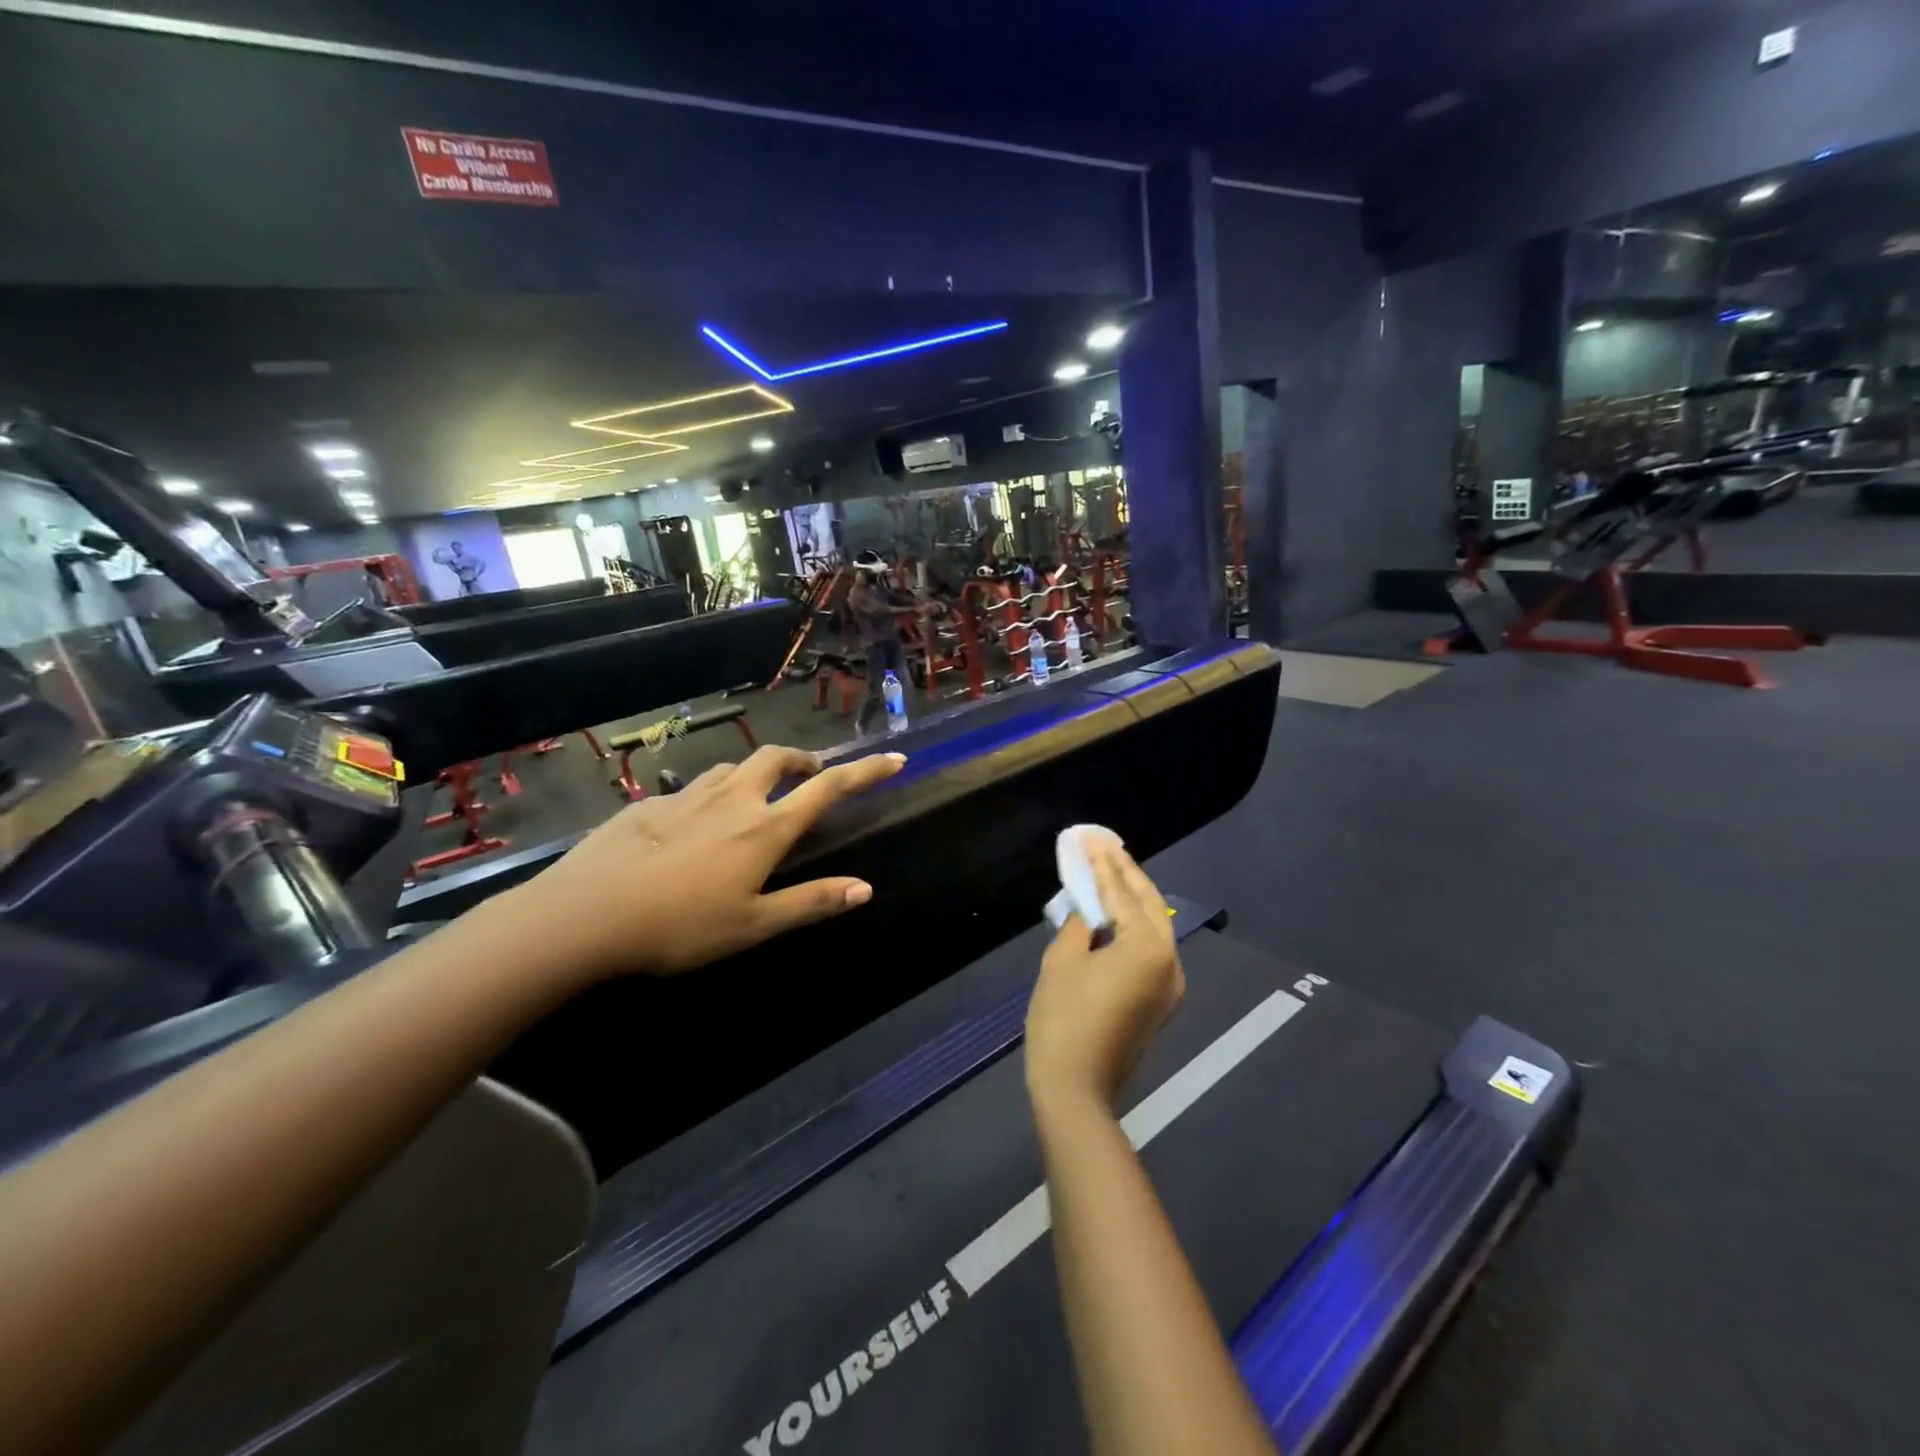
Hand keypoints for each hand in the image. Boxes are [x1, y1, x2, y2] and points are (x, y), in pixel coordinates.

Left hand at [506, 745, 904, 981]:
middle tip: (811, 775)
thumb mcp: (753, 925)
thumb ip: (811, 902)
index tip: (894, 759)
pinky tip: (692, 825)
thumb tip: (865, 889)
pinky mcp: (649, 803)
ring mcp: (687, 796)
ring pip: (733, 768)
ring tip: (755, 796)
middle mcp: (732, 799)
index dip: (865, 772)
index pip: (828, 789)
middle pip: (777, 758)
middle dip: (803, 760)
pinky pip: (691, 788)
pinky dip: (709, 795)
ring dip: (755, 774)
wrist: (584, 916)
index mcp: (765, 828)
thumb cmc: (680, 927)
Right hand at [1025, 838, 1184, 1110]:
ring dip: (1131, 895)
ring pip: (1154, 924)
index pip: (1121, 893)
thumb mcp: (1062, 960)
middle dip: (1124, 872)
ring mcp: (1170, 982)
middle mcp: (1170, 959)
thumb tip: (1089, 908)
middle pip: (1148, 903)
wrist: (1077, 1089)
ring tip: (1108, 867)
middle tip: (1102, 844)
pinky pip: (1151, 946)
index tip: (1089, 837)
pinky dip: (1134, 923)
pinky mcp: (1161, 999)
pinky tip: (1115, 909)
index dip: (1101, 863)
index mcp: (1148, 946)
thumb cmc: (1063, 1019)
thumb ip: (1080, 922)